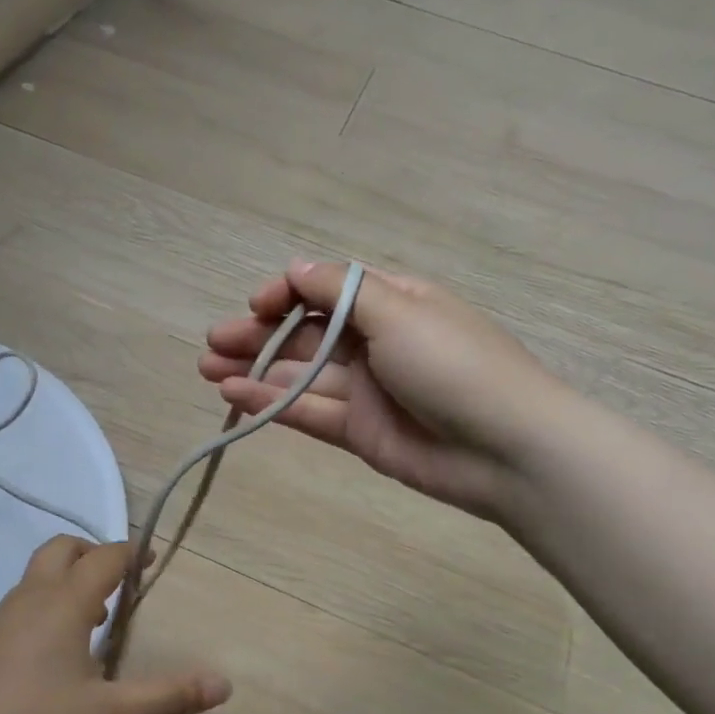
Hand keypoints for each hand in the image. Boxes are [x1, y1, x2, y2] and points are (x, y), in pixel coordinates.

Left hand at [0, 536, 230, 713]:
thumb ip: (167, 698)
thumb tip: (223, 683)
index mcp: (64, 602)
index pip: (104, 557)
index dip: (131, 552)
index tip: (152, 559)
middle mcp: (31, 597)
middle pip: (63, 549)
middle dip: (93, 554)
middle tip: (118, 582)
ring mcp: (1, 617)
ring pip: (38, 575)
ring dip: (68, 581)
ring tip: (93, 621)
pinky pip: (23, 602)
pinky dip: (47, 605)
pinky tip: (54, 653)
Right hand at [198, 260, 565, 519]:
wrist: (507, 448)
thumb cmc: (453, 363)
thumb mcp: (399, 310)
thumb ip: (340, 291)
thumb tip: (294, 266)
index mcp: (391, 302)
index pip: (326, 290)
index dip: (286, 294)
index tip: (255, 305)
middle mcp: (376, 342)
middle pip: (305, 334)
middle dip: (257, 336)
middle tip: (211, 343)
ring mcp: (367, 390)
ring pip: (300, 376)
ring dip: (254, 371)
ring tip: (207, 371)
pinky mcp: (360, 432)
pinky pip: (308, 413)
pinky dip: (271, 405)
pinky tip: (234, 397)